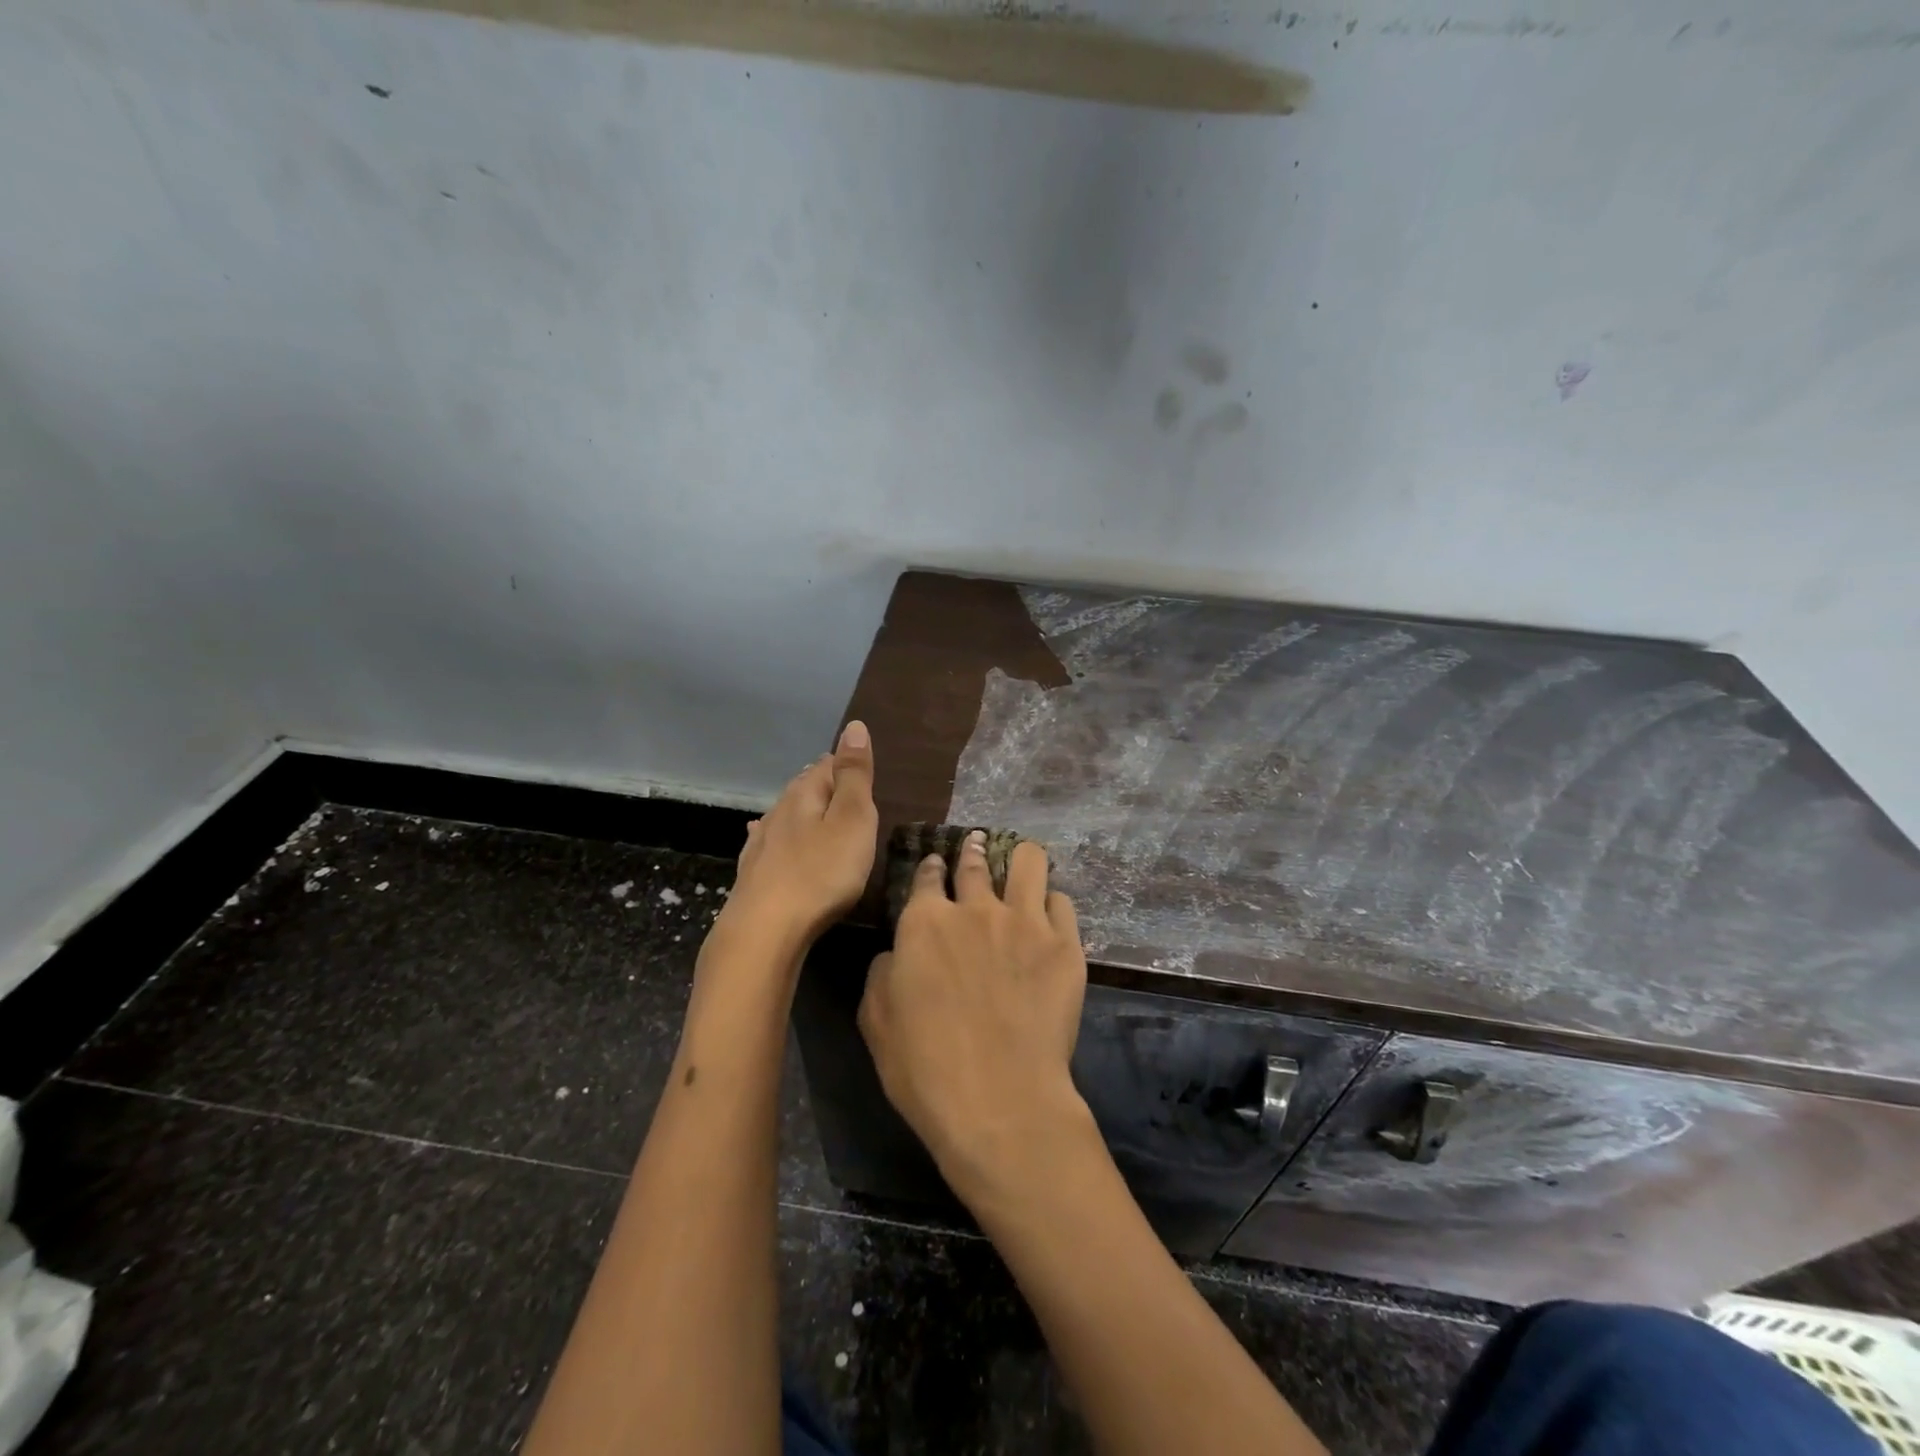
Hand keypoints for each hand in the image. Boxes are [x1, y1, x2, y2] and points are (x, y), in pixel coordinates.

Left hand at [723, 720, 877, 945]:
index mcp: (804, 795)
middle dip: (824, 785)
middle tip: (844, 788)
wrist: (765, 930)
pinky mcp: (754, 873)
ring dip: (802, 811)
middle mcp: (779, 812)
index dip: (846, 764)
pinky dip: (778, 837)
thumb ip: (854, 775)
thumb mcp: (852, 820)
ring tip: (815, 810)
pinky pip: (770, 843)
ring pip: (786, 816)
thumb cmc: (820, 873)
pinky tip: (766, 838)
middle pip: (804, 789)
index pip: (827, 765)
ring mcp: (761, 843)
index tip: (861, 769)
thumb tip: (854, 726)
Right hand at [858, 832, 1088, 1205]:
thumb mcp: (876, 1019)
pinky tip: (1048, 915)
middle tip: (977, 845)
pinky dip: (1052, 903)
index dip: (930, 868)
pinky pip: (1062, 903)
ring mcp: (1026, 923)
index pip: (927, 876)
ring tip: (1020, 864)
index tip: (935, 867)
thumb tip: (898, 952)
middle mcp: (976, 909)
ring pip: (1029, 862)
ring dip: (1020, 859)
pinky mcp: (1065, 945)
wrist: (999, 1099)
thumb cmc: (925, 1067)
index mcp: (925, 922)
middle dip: (973, 850)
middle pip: (975, 862)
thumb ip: (883, 972)